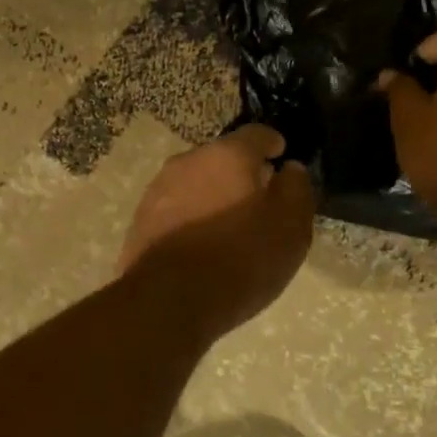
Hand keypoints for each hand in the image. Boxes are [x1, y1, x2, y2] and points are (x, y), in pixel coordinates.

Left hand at [119, 125, 315, 339]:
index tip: (282, 159)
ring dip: (214, 197)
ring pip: (195, 184)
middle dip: (242, 174)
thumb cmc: (239, 259)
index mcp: (226, 154)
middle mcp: (187, 162)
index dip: (274, 145)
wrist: (167, 302)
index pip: (257, 134)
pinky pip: (176, 212)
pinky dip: (192, 220)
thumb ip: (296, 190)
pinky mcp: (140, 222)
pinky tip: (202, 247)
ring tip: (231, 228)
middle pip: (222, 159)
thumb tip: (288, 169)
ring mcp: (158, 191)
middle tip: (260, 201)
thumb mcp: (290, 227)